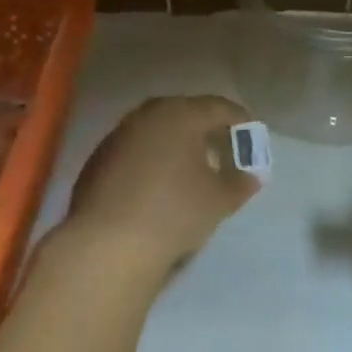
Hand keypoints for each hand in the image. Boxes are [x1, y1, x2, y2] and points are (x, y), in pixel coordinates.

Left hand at [64, 96, 260, 276]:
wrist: (107, 244)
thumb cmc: (174, 211)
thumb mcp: (219, 200)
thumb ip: (240, 183)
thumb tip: (250, 176)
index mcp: (180, 115)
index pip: (219, 108)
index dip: (240, 121)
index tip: (252, 137)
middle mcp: (146, 116)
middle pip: (185, 114)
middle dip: (207, 129)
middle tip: (224, 149)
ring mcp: (117, 136)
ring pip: (157, 131)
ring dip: (177, 144)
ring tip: (193, 168)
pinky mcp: (98, 160)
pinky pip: (136, 150)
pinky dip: (153, 159)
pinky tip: (160, 184)